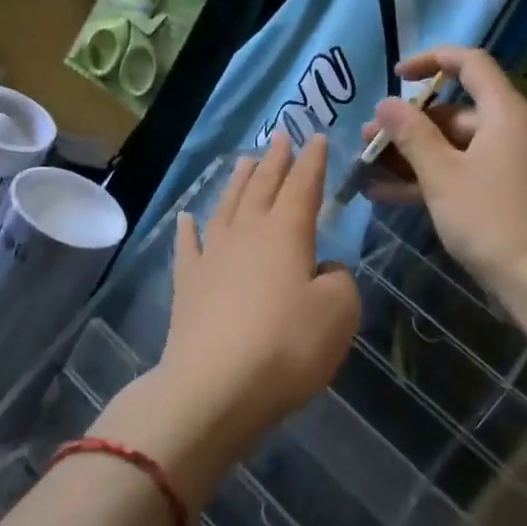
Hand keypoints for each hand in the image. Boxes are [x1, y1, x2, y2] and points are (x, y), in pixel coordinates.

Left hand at [98, 136, 359, 503]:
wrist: (214, 388)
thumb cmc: (286, 348)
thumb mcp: (338, 314)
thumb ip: (340, 282)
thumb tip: (324, 270)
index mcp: (286, 234)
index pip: (303, 187)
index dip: (312, 162)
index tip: (315, 137)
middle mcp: (247, 234)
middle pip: (263, 188)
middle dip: (275, 162)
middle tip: (281, 138)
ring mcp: (212, 256)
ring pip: (227, 207)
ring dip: (238, 183)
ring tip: (246, 162)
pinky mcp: (187, 284)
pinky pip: (188, 246)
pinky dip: (188, 229)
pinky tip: (186, 217)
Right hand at [367, 46, 526, 301]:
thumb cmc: (490, 218)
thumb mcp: (442, 173)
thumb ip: (411, 134)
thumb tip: (385, 103)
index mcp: (502, 113)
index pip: (470, 64)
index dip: (431, 60)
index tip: (396, 76)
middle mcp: (505, 130)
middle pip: (451, 111)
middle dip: (406, 122)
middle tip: (368, 138)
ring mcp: (500, 164)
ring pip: (448, 145)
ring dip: (408, 153)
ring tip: (366, 165)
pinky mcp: (495, 193)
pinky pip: (454, 172)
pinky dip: (423, 179)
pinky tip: (382, 194)